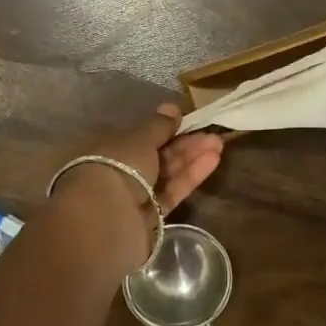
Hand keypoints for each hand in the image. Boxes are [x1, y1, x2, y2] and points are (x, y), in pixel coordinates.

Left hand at [51, 105, 223, 269]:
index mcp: (107, 149)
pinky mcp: (150, 217)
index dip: (163, 129)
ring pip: (166, 174)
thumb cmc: (118, 165)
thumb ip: (159, 125)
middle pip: (156, 156)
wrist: (108, 217)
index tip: (185, 121)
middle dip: (184, 144)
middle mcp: (119, 172)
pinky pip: (171, 192)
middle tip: (211, 134)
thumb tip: (171, 108)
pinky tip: (211, 161)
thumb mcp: (140, 138)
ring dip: (191, 158)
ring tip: (218, 144)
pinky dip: (190, 177)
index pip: (139, 137)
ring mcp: (134, 197)